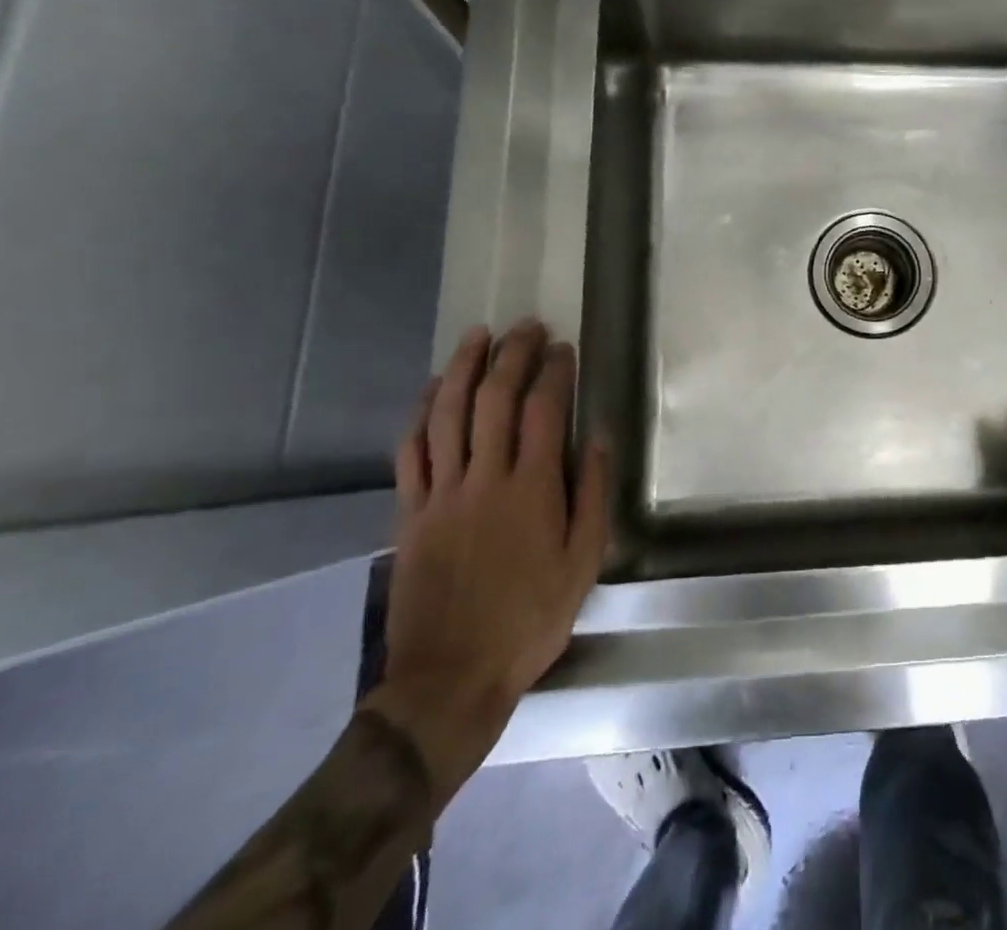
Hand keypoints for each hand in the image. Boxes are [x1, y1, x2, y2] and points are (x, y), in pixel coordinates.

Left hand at [366, 319, 607, 805]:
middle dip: (511, 355)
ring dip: (463, 369)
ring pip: (448, 415)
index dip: (553, 372)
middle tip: (525, 327)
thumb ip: (591, 494)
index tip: (562, 348)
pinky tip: (433, 390)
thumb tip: (595, 437)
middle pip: (494, 399)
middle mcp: (485, 479)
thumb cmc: (530, 618)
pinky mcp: (410, 513)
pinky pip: (411, 451)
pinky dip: (421, 413)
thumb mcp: (583, 561)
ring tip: (477, 336)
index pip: (542, 410)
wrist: (450, 677)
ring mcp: (441, 493)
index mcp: (532, 489)